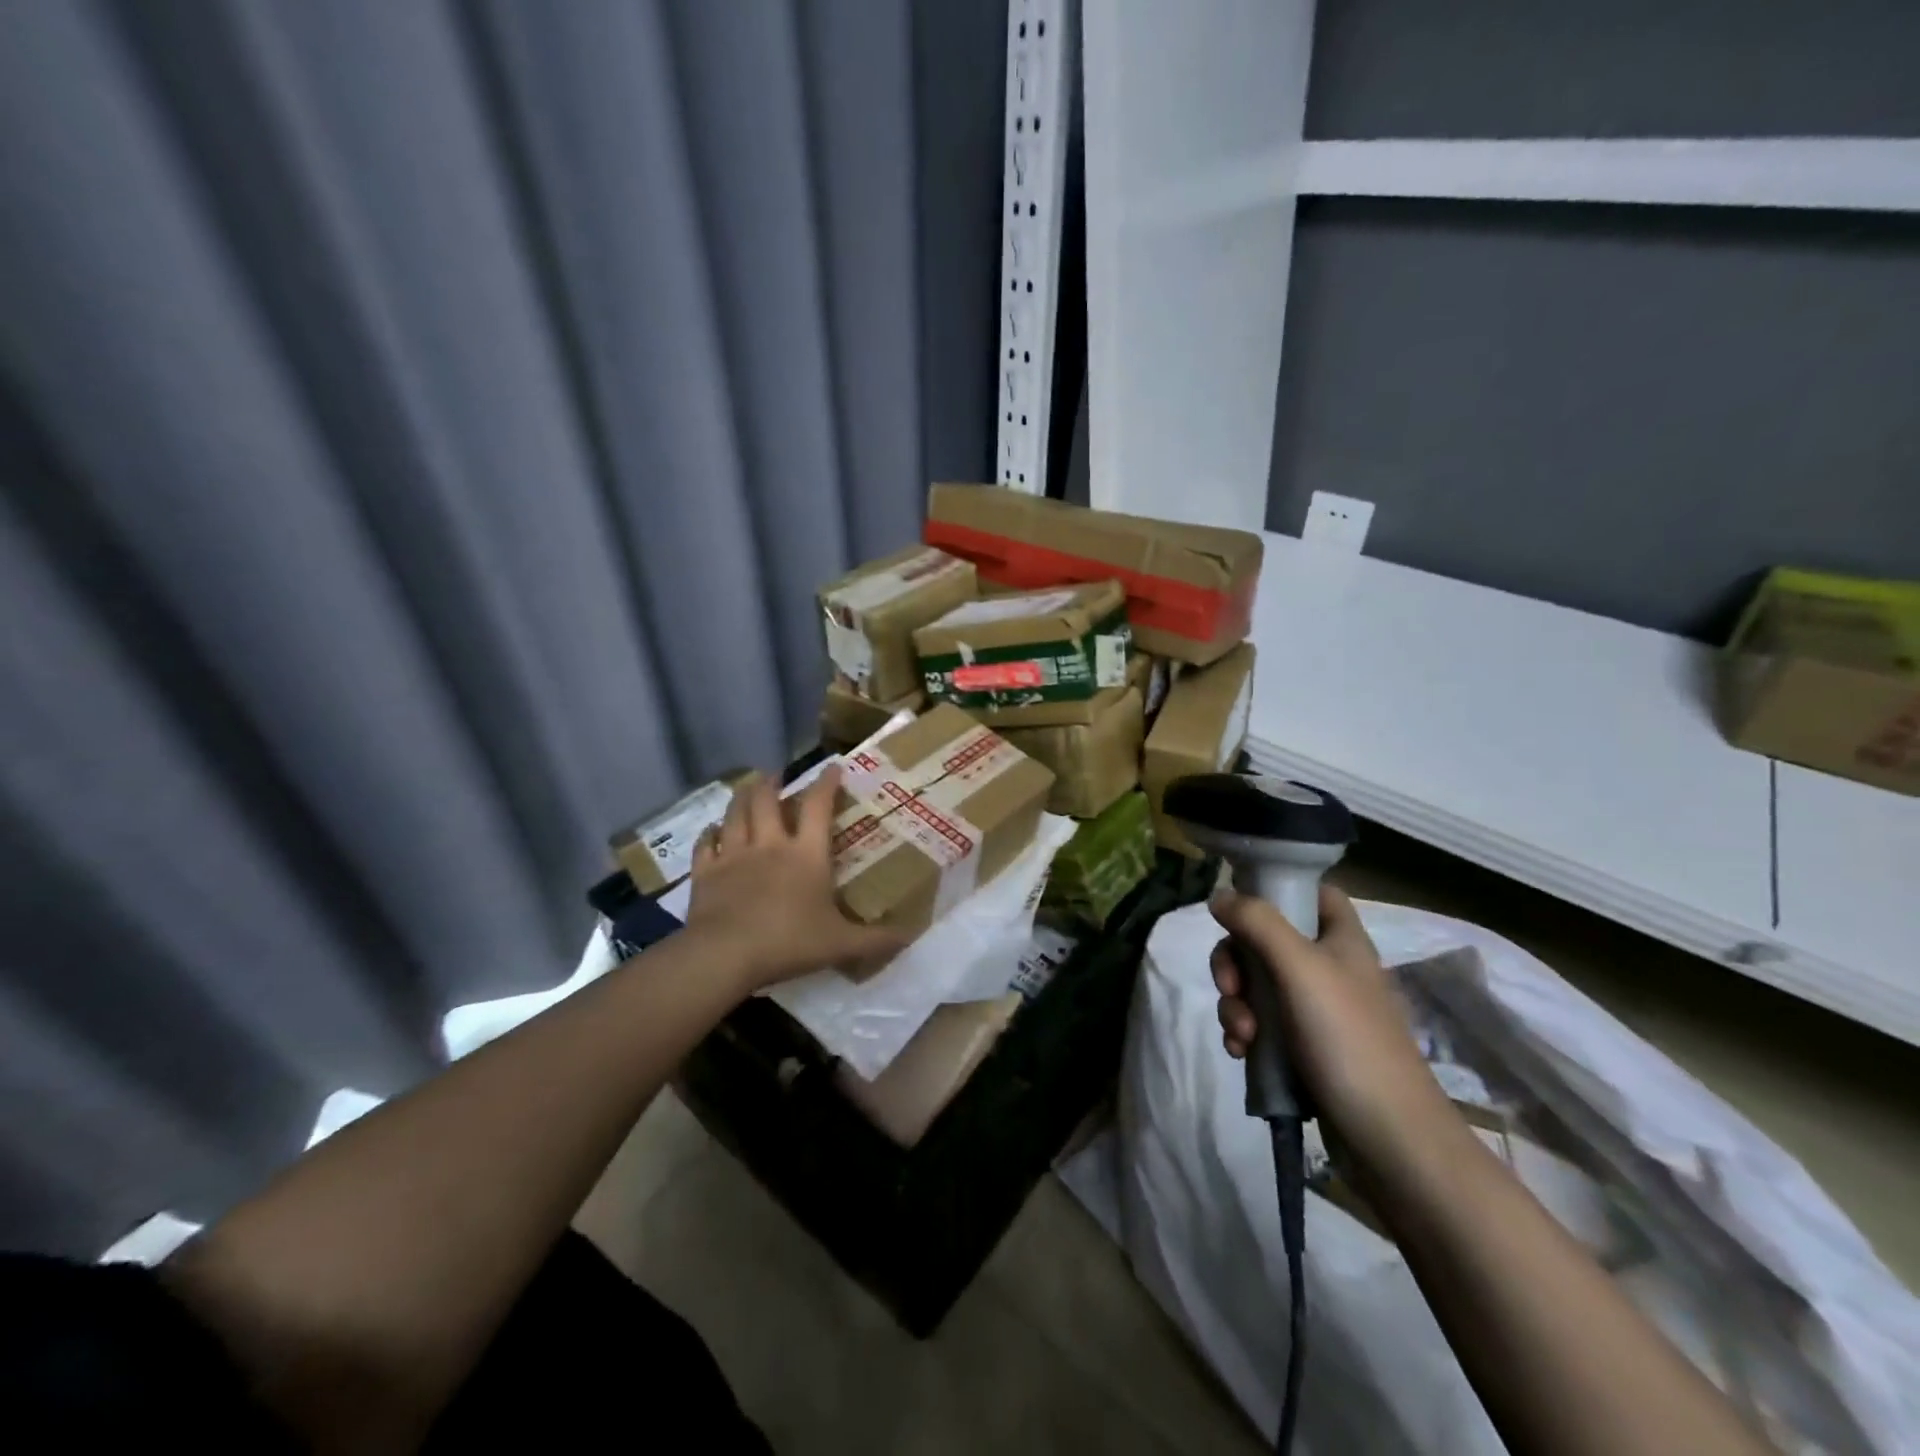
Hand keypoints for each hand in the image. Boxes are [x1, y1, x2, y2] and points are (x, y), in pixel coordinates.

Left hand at [686, 766, 906, 993]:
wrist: (725, 954)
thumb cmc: (788, 942)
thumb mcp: (840, 944)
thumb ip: (875, 939)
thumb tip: (909, 936)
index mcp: (806, 854)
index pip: (818, 806)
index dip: (826, 783)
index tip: (832, 766)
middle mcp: (769, 844)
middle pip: (766, 800)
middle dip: (771, 782)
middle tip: (775, 774)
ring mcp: (734, 855)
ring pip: (735, 814)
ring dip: (741, 796)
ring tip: (746, 786)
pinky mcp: (706, 872)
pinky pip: (706, 844)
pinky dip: (709, 834)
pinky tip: (712, 830)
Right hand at [1210, 885, 1459, 1180]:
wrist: (1388, 1137)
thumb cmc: (1348, 1039)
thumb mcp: (1299, 968)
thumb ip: (1257, 923)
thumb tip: (1219, 895)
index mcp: (1340, 939)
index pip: (1311, 892)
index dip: (1277, 890)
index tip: (1242, 909)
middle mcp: (1329, 967)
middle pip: (1266, 939)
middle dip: (1236, 963)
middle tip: (1231, 987)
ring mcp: (1317, 1010)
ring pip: (1256, 984)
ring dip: (1236, 1004)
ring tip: (1241, 1036)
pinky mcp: (1305, 1047)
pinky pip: (1261, 1023)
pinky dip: (1245, 1032)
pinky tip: (1241, 1053)